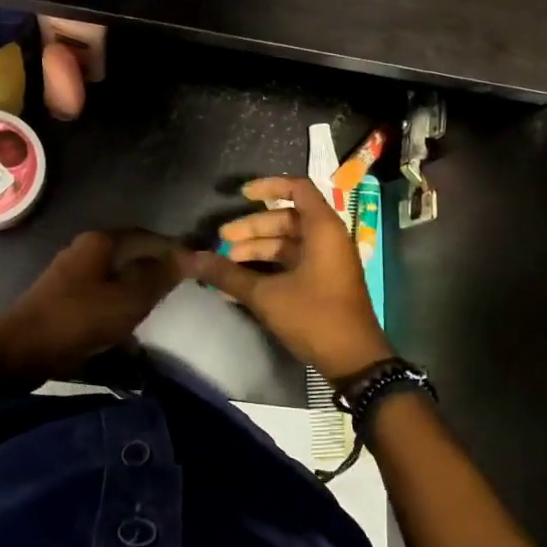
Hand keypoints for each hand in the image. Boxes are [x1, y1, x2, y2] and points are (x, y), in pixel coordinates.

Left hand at [0, 230, 179, 380]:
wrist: (19, 350)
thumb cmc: (79, 318)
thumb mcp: (129, 299)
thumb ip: (160, 276)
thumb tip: (191, 256)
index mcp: (102, 242)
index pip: (149, 237)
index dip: (174, 251)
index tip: (197, 268)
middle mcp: (85, 249)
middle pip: (131, 254)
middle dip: (156, 269)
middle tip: (180, 289)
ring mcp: (70, 273)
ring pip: (115, 275)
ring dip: (136, 288)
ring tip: (157, 307)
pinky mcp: (62, 298)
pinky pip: (100, 293)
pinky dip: (118, 303)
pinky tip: (126, 322)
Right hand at [180, 176, 392, 382]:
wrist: (354, 360)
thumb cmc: (314, 316)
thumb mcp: (266, 296)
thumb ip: (228, 275)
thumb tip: (191, 259)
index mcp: (323, 229)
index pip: (298, 188)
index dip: (269, 186)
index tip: (241, 196)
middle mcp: (329, 238)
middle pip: (287, 218)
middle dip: (253, 227)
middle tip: (222, 239)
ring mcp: (328, 260)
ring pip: (289, 242)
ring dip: (259, 248)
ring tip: (227, 262)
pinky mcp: (325, 280)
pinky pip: (295, 261)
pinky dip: (270, 265)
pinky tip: (243, 281)